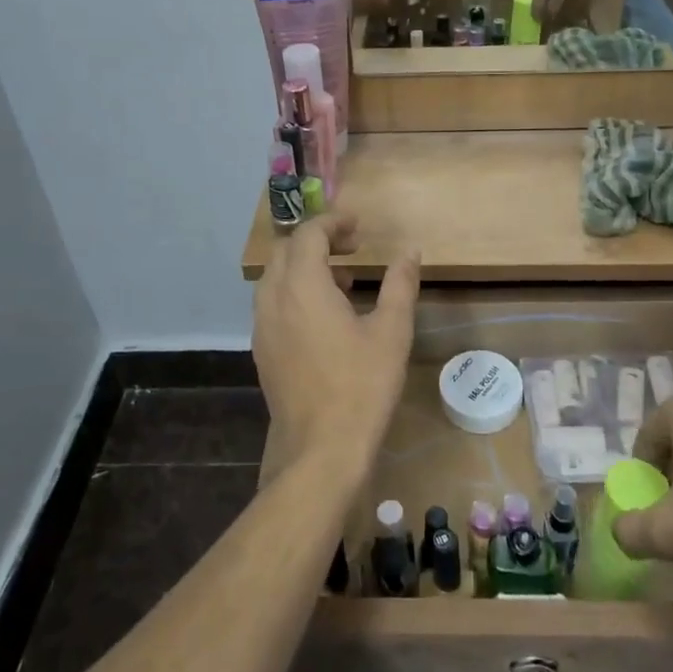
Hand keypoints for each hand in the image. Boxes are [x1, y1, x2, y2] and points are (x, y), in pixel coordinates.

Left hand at [252, 212, 420, 486]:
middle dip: (318, 241)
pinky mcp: (262, 350)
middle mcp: (273, 299)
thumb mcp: (392, 331)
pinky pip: (273, 303)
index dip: (333, 223)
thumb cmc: (361, 385)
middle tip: (352, 248)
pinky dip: (295, 292)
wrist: (321, 448)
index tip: (358, 227)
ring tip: (343, 281)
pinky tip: (325, 317)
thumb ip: (400, 284)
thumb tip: (410, 251)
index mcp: (302, 286)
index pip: (309, 234)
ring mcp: (262, 326)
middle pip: (287, 251)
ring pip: (276, 277)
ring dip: (305, 267)